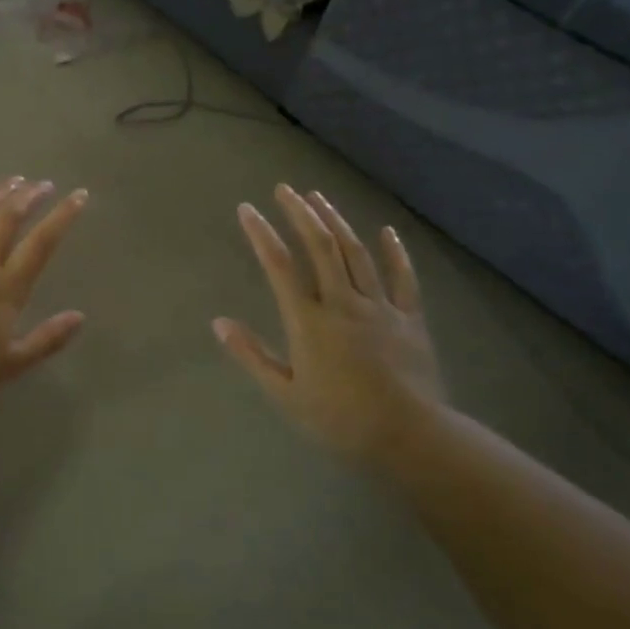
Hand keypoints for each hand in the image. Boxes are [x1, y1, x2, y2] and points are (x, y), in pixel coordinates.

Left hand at [0, 177, 88, 407]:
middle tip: (43, 183)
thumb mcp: (11, 365)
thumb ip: (47, 340)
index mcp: (7, 288)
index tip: (79, 195)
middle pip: (8, 221)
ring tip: (13, 180)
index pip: (41, 244)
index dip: (62, 217)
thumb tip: (80, 316)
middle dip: (29, 197)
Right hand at [214, 184, 447, 460]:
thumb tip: (218, 323)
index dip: (261, 234)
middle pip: (321, 247)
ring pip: (357, 253)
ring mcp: (380, 307)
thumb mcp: (285, 394)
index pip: (279, 266)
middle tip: (284, 189)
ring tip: (318, 198)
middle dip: (300, 213)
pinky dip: (395, 251)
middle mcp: (343, 303)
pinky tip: (386, 231)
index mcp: (310, 321)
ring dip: (336, 222)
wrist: (411, 438)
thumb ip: (252, 355)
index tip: (247, 209)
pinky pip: (403, 277)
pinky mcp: (410, 318)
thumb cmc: (340, 419)